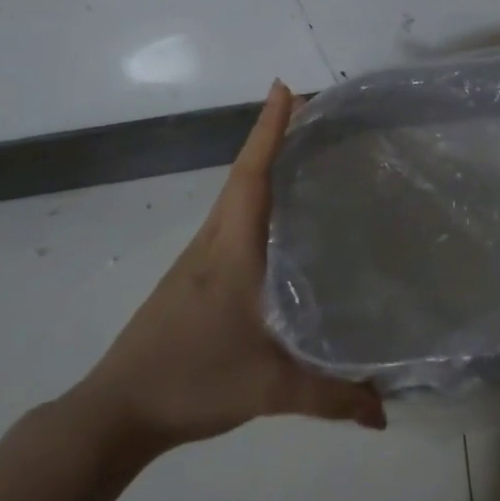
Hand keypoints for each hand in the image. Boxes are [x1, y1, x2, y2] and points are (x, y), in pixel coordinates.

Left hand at [68, 81, 385, 454]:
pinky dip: (254, 196)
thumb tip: (385, 412)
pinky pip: (231, 219)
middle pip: (245, 173)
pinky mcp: (194, 276)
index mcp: (231, 249)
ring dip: (263, 163)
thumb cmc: (191, 380)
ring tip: (304, 152)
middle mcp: (214, 241)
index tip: (286, 88)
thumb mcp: (269, 389)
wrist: (115, 412)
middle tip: (316, 113)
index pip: (251, 175)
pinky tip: (277, 217)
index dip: (269, 130)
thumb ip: (330, 397)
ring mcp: (200, 258)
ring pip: (235, 195)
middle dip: (276, 136)